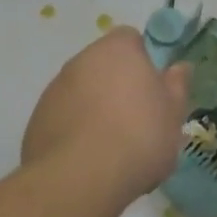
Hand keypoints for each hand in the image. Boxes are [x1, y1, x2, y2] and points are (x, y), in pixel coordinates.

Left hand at [22, 28, 191, 198]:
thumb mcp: (173, 114)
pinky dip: (75, 129)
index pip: (130, 38)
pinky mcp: (37, 119)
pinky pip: (63, 117)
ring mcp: (54, 89)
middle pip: (103, 65)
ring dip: (95, 107)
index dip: (143, 60)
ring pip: (81, 91)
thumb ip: (177, 86)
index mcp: (117, 51)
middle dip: (118, 85)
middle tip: (137, 119)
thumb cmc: (139, 137)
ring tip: (112, 146)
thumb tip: (179, 67)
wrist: (81, 178)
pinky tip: (88, 158)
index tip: (153, 88)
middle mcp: (80, 61)